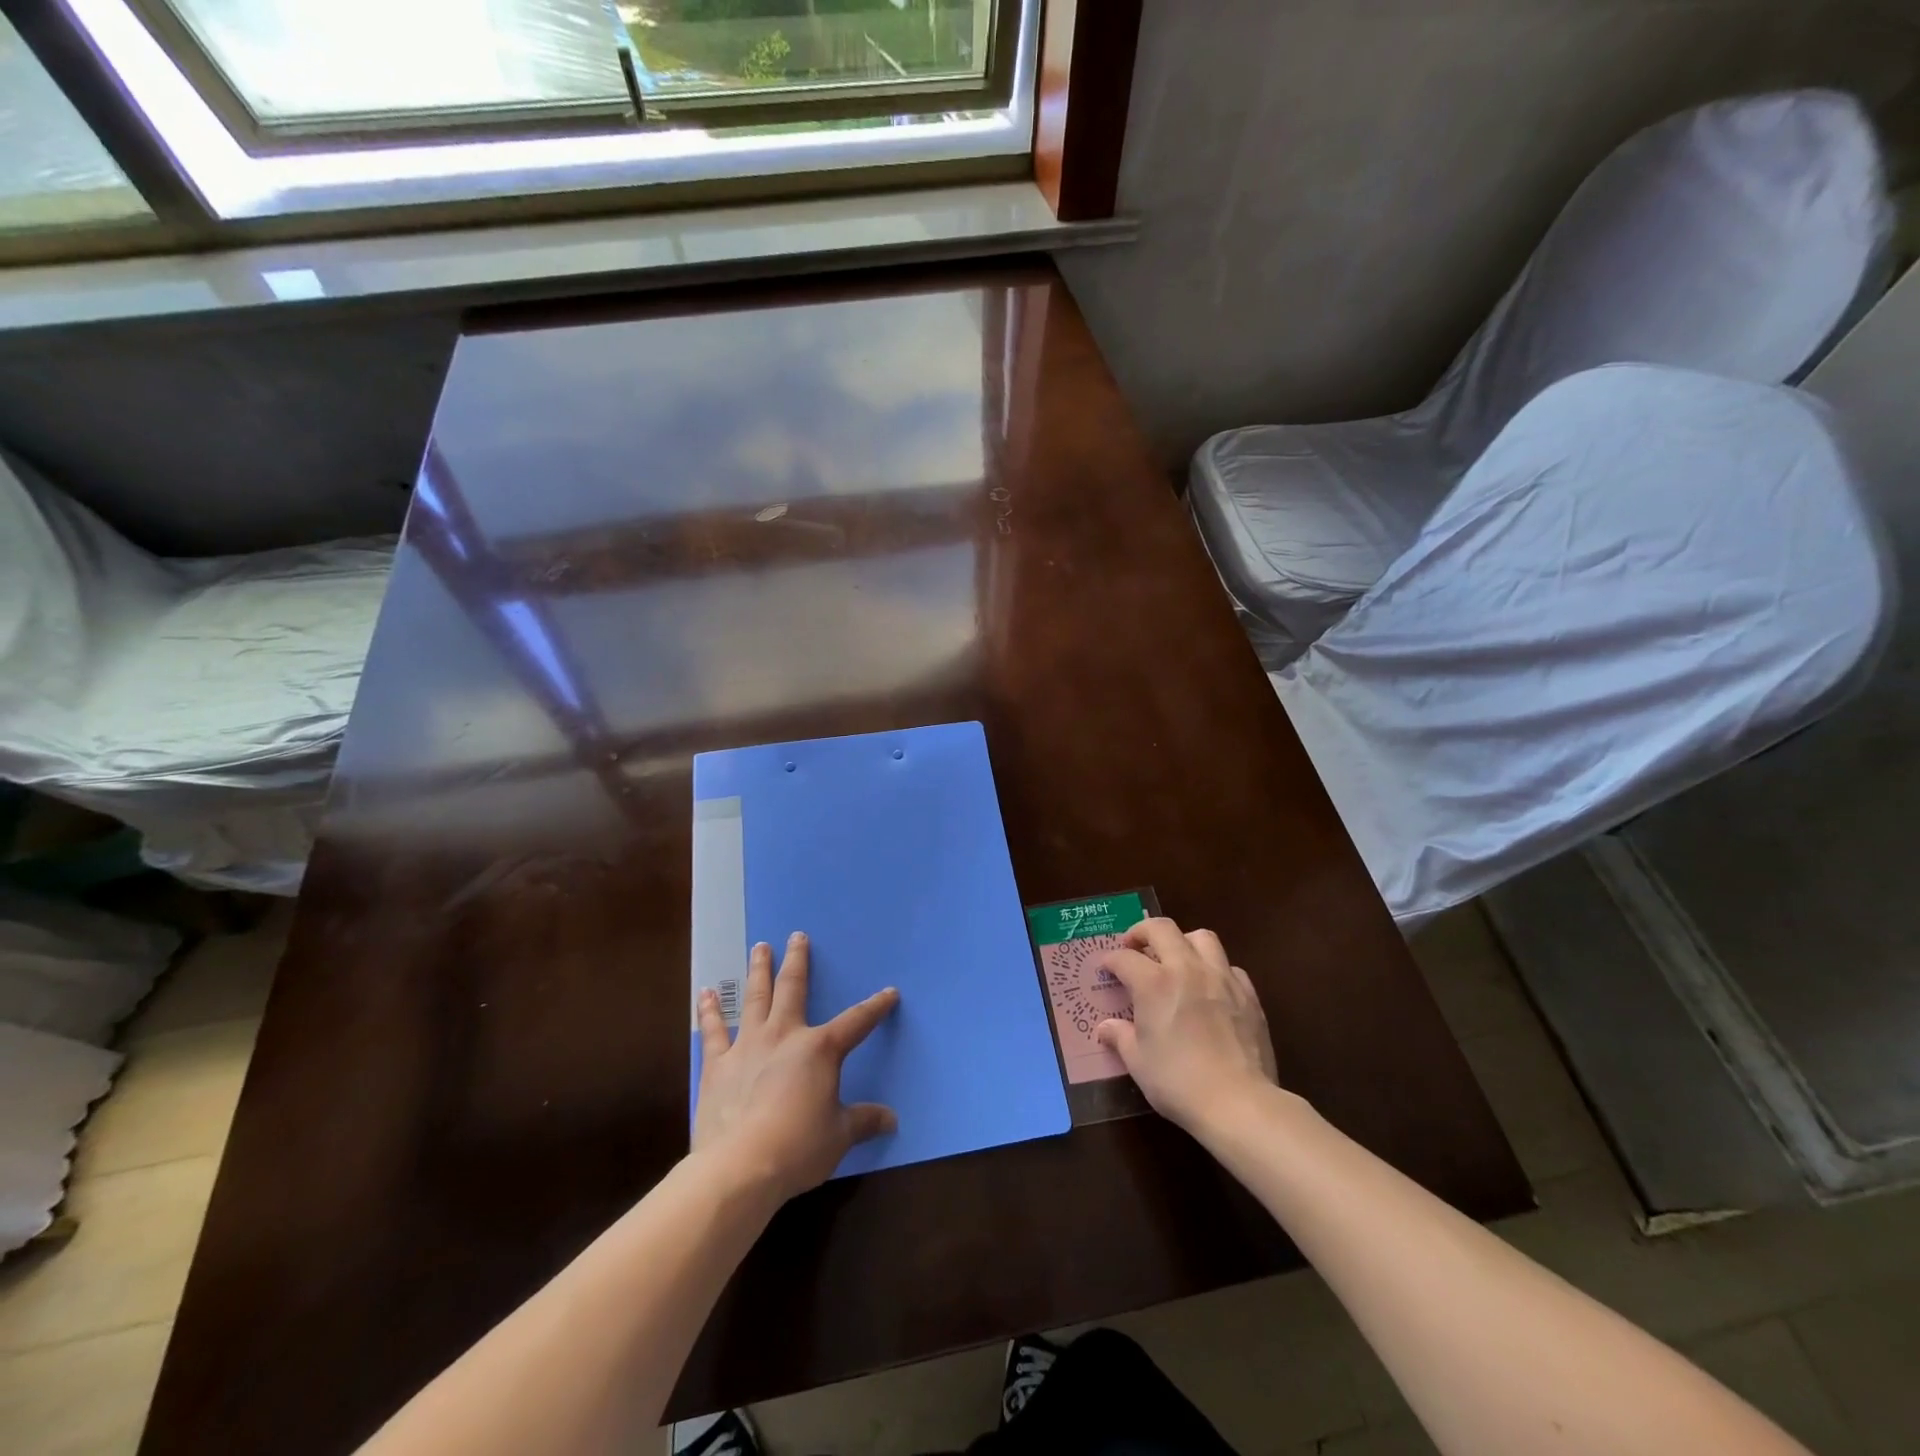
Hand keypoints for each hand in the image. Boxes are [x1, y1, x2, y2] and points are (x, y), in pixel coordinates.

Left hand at [692, 932, 900, 1202]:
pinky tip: (706, 993)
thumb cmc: (797, 1147)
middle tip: (797, 936)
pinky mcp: (717, 1065)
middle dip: (798, 960)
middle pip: (794, 988)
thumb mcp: (839, 1135)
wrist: (739, 1167)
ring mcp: (748, 1046)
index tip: (890, 992)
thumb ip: (864, 1121)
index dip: (875, 1007)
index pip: (857, 1022)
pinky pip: (713, 1030)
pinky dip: (710, 1011)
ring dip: (758, 971)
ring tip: (759, 948)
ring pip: (755, 998)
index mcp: (820, 1049)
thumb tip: (892, 1120)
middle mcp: (785, 1035)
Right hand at [1095, 918, 1279, 1132]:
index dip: (1110, 960)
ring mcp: (1221, 978)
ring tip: (1176, 959)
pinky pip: (1229, 967)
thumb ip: (1120, 1038)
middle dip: (1142, 932)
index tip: (1105, 968)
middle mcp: (1187, 969)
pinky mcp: (1248, 994)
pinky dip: (1215, 969)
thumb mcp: (1138, 1062)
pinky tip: (1211, 988)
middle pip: (1162, 929)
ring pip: (1202, 937)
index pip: (1124, 958)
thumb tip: (1105, 1028)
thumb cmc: (1178, 1082)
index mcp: (1154, 983)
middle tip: (1134, 946)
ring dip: (1183, 941)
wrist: (1238, 1102)